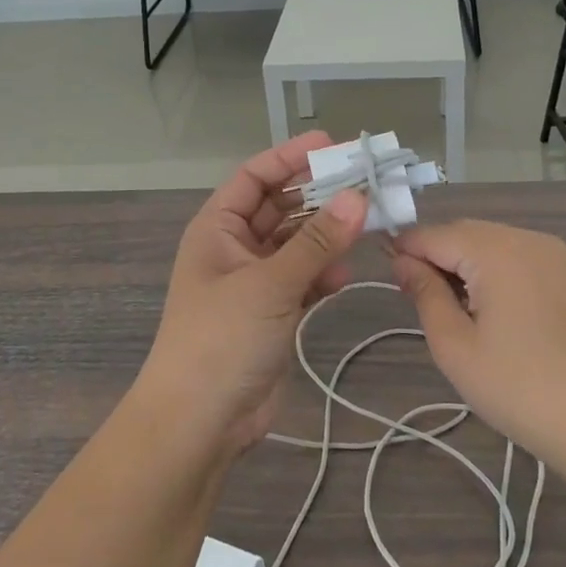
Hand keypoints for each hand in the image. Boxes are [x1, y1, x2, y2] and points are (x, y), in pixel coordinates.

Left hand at [132, 133, 368, 458]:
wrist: (199, 422)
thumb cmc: (221, 339)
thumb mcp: (269, 284)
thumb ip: (316, 241)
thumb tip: (359, 197)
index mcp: (217, 228)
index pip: (254, 177)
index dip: (289, 157)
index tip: (332, 144)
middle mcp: (234, 248)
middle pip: (279, 207)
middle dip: (318, 196)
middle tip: (364, 183)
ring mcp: (253, 281)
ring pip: (296, 243)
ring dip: (326, 236)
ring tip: (366, 226)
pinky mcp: (272, 312)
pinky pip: (303, 278)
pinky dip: (322, 273)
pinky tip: (343, 275)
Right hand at [390, 220, 565, 471]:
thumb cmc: (521, 389)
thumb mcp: (455, 346)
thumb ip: (425, 294)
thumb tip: (402, 261)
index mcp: (495, 250)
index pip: (433, 234)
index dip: (405, 251)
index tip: (389, 279)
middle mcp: (526, 238)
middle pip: (464, 233)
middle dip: (436, 256)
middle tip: (420, 301)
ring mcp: (555, 254)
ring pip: (492, 243)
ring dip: (466, 264)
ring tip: (457, 311)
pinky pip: (518, 256)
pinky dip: (496, 271)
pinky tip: (494, 310)